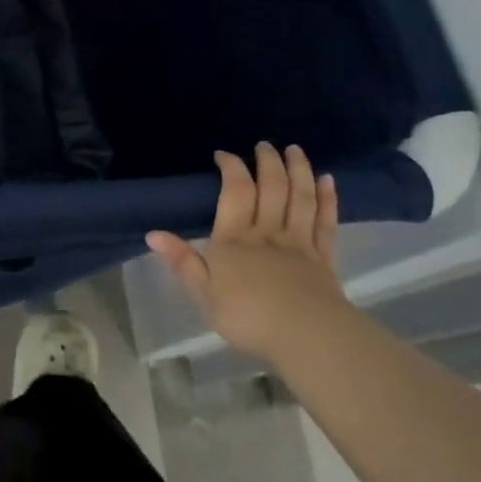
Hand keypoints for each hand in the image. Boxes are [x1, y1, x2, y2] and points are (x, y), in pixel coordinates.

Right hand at [147, 143, 347, 363]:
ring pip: (299, 198)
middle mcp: (267, 232)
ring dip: (298, 171)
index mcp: (235, 239)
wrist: (306, 337)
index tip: (224, 154)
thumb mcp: (204, 294)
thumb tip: (152, 234)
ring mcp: (299, 243)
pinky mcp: (324, 258)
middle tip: (266, 144)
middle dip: (268, 162)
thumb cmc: (248, 317)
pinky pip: (326, 222)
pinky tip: (327, 181)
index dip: (231, 168)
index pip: (235, 192)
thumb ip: (182, 261)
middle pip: (271, 188)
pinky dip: (326, 199)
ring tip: (296, 150)